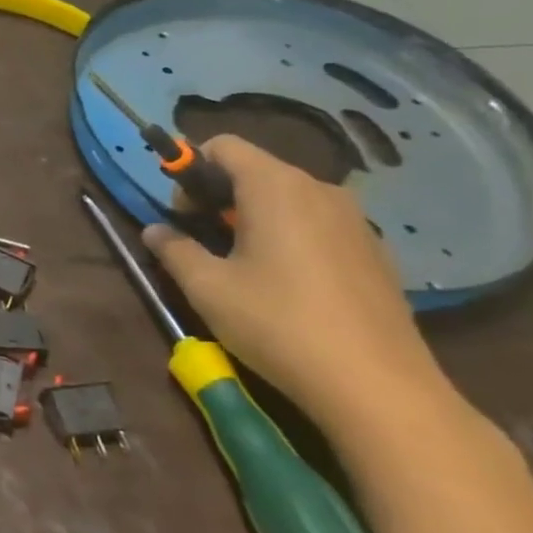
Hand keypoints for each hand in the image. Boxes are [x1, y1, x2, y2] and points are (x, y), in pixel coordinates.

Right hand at [143, 135, 443, 428]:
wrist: (377, 387)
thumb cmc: (278, 324)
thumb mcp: (206, 287)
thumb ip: (174, 249)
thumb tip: (154, 231)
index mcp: (275, 187)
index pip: (222, 145)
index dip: (190, 168)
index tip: (182, 212)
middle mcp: (319, 190)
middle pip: (255, 169)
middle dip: (219, 195)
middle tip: (203, 240)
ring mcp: (354, 220)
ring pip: (287, 198)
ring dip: (253, 216)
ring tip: (242, 264)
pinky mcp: (374, 251)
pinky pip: (317, 223)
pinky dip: (289, 235)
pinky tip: (286, 284)